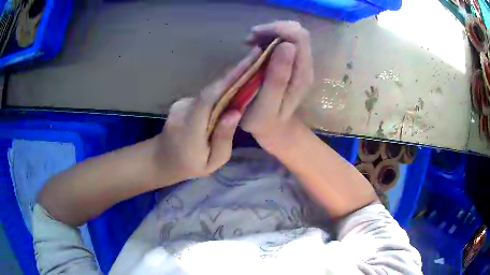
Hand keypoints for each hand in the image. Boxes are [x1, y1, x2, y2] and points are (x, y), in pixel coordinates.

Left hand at [152, 48, 261, 182]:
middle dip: (236, 71)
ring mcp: (181, 103)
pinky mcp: (183, 101)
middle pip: (212, 88)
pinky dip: (221, 90)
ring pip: (210, 90)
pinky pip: (206, 95)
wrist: (162, 158)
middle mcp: (183, 109)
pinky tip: (235, 88)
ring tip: (252, 72)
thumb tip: (236, 111)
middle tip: (257, 57)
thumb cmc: (190, 165)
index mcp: (190, 128)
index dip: (229, 78)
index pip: (209, 97)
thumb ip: (223, 137)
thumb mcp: (212, 162)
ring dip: (230, 81)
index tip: (250, 61)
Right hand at [241, 21, 313, 150]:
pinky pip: (285, 41)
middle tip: (251, 39)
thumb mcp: (267, 105)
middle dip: (273, 29)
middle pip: (297, 31)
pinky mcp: (293, 63)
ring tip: (250, 42)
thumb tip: (286, 45)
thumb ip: (277, 77)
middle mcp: (305, 65)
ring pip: (291, 34)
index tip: (254, 36)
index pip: (299, 37)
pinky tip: (255, 46)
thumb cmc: (265, 121)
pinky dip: (269, 38)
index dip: (277, 29)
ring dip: (270, 33)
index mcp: (302, 74)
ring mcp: (300, 63)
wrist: (274, 128)